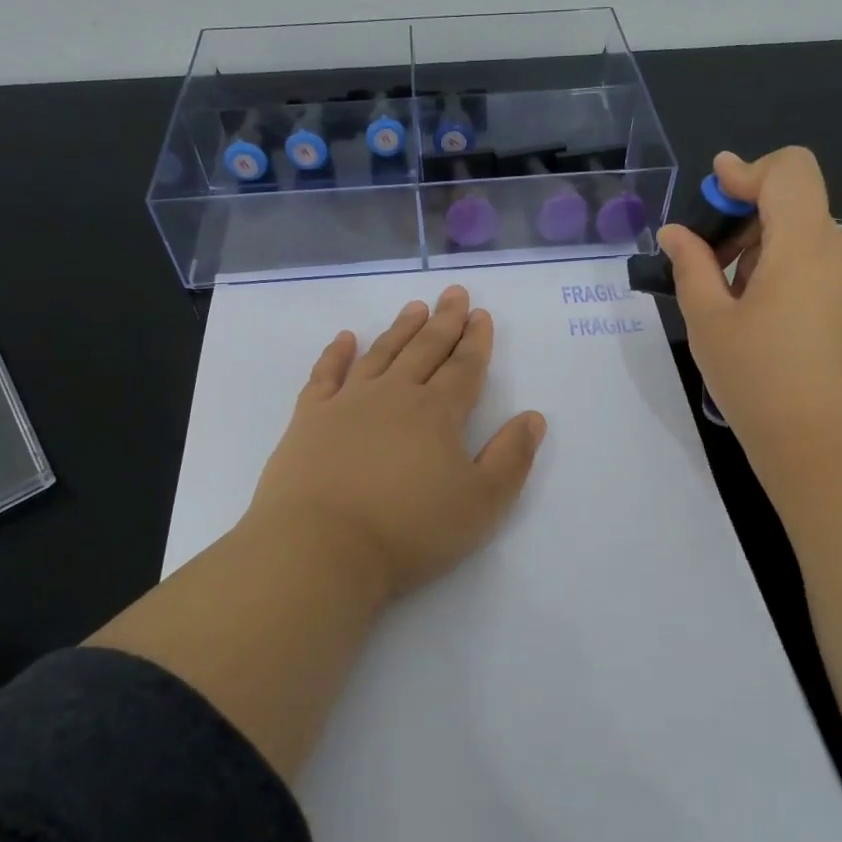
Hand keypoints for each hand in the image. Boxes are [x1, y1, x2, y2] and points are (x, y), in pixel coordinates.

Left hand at [241, 284, 546, 604]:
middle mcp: (394, 395)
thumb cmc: (409, 530)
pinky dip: (336, 353)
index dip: (476, 341)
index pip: (464, 368)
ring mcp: (347, 403)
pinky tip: (344, 338)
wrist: (320, 548)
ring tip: (415, 307)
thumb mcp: (481, 504)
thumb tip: (533, 417)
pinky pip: (325, 374)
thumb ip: (511, 458)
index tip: (481, 315)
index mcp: (437, 413)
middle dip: (444, 321)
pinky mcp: (309, 418)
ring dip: (401, 329)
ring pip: (381, 353)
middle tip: (454, 294)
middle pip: (425, 350)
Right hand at [658, 148, 841, 475]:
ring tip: (731, 309)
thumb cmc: (761, 381)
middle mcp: (840, 255)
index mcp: (804, 245)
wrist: (833, 452)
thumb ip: (691, 267)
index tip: (711, 195)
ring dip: (763, 256)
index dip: (748, 171)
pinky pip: (820, 277)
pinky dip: (786, 282)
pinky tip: (764, 332)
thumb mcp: (710, 323)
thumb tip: (675, 233)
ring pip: (806, 244)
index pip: (790, 170)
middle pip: (795, 207)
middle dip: (745, 222)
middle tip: (707, 267)